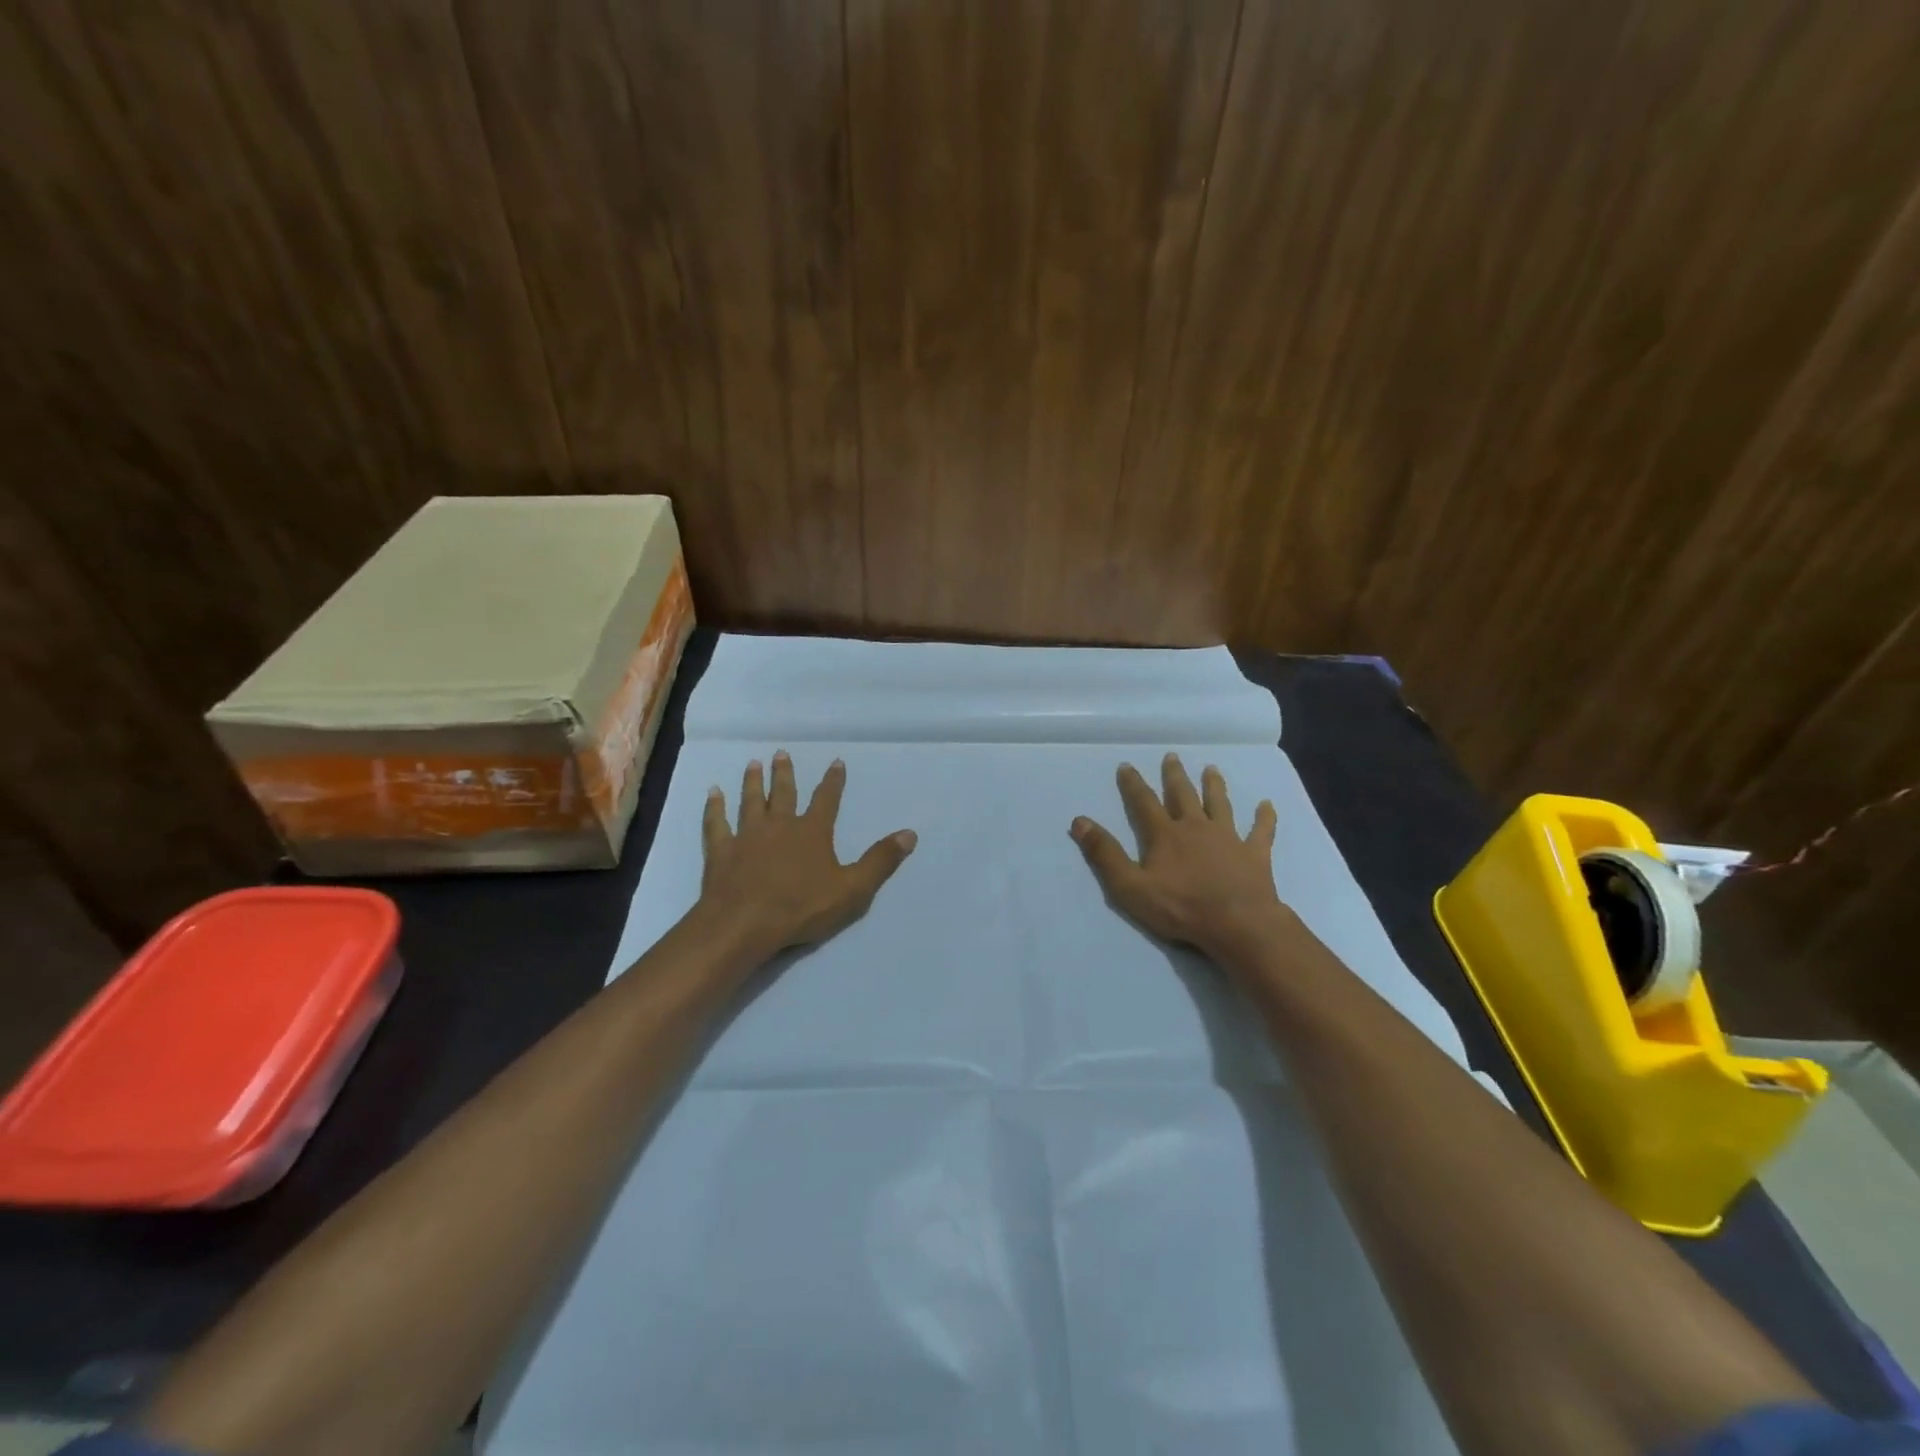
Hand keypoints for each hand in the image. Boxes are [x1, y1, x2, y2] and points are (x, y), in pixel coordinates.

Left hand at [700, 751, 916, 953]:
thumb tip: (909, 834)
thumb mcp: (853, 889)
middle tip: (781, 753)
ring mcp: (747, 836)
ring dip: (752, 782)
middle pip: (783, 793)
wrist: (744, 923)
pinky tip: (713, 793)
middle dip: (785, 773)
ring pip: (751, 801)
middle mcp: (780, 825)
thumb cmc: (802, 907)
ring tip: (753, 763)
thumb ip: (880, 861)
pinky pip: (717, 823)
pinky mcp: (722, 851)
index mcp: (812, 832)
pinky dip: (715, 807)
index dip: (833, 781)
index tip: (835, 761)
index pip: (827, 799)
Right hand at [1071, 754, 1289, 959]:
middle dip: (1175, 776)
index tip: (1126, 765)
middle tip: (1172, 756)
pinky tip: (1267, 805)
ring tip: (1212, 769)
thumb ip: (1104, 854)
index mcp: (1165, 834)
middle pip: (1183, 795)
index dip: (1133, 784)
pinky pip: (1261, 831)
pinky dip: (1264, 817)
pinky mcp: (1255, 854)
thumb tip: (1079, 821)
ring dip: (1215, 786)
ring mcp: (1228, 838)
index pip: (1144, 802)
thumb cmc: (1180, 907)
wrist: (1237, 924)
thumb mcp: (1130, 886)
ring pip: (1220, 804)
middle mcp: (1196, 827)